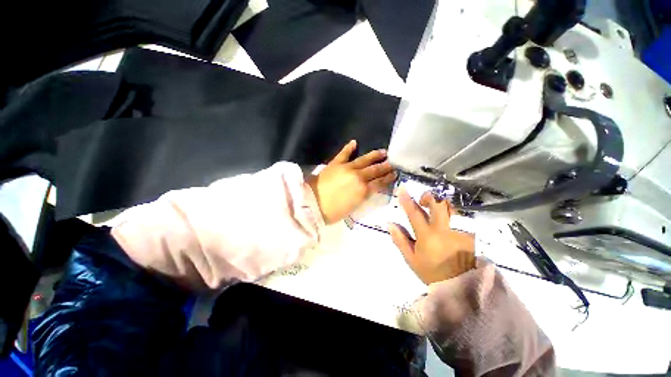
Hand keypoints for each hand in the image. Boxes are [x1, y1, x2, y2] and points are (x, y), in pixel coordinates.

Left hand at [307, 140, 396, 223]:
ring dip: (374, 156)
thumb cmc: (332, 211)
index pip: (379, 182)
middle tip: (392, 162)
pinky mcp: (335, 164)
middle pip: (374, 170)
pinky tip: (354, 142)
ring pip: (364, 160)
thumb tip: (368, 189)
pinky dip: (348, 148)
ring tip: (383, 152)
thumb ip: (362, 196)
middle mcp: (358, 177)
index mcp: (363, 190)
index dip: (388, 178)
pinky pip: (343, 154)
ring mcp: (347, 168)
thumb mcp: (353, 207)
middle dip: (385, 166)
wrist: (312, 203)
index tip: (394, 173)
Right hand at [389, 189, 474, 284]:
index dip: (406, 200)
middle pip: (437, 203)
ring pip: (449, 206)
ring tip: (433, 210)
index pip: (414, 213)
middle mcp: (445, 229)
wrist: (462, 285)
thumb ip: (400, 240)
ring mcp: (460, 230)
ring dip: (439, 203)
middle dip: (428, 197)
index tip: (402, 189)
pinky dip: (450, 212)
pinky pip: (459, 215)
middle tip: (422, 201)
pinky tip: (446, 219)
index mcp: (427, 236)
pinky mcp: (470, 233)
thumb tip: (390, 224)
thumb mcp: (411, 259)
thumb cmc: (432, 272)